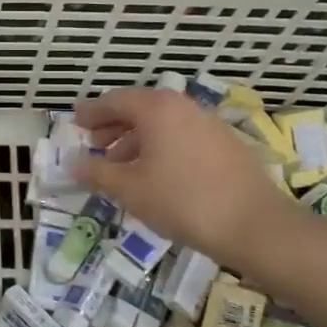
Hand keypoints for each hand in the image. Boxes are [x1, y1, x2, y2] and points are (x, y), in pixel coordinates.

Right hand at [74, 88, 298, 269]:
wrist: (254, 225)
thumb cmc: (182, 201)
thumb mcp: (129, 189)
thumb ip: (97, 172)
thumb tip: (72, 163)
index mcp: (156, 108)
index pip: (114, 100)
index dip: (91, 112)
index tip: (75, 123)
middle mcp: (183, 106)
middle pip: (139, 108)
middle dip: (113, 126)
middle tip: (94, 146)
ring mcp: (208, 123)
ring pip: (162, 124)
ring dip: (136, 140)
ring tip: (121, 167)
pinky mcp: (225, 144)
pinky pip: (182, 136)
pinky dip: (161, 148)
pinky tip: (156, 176)